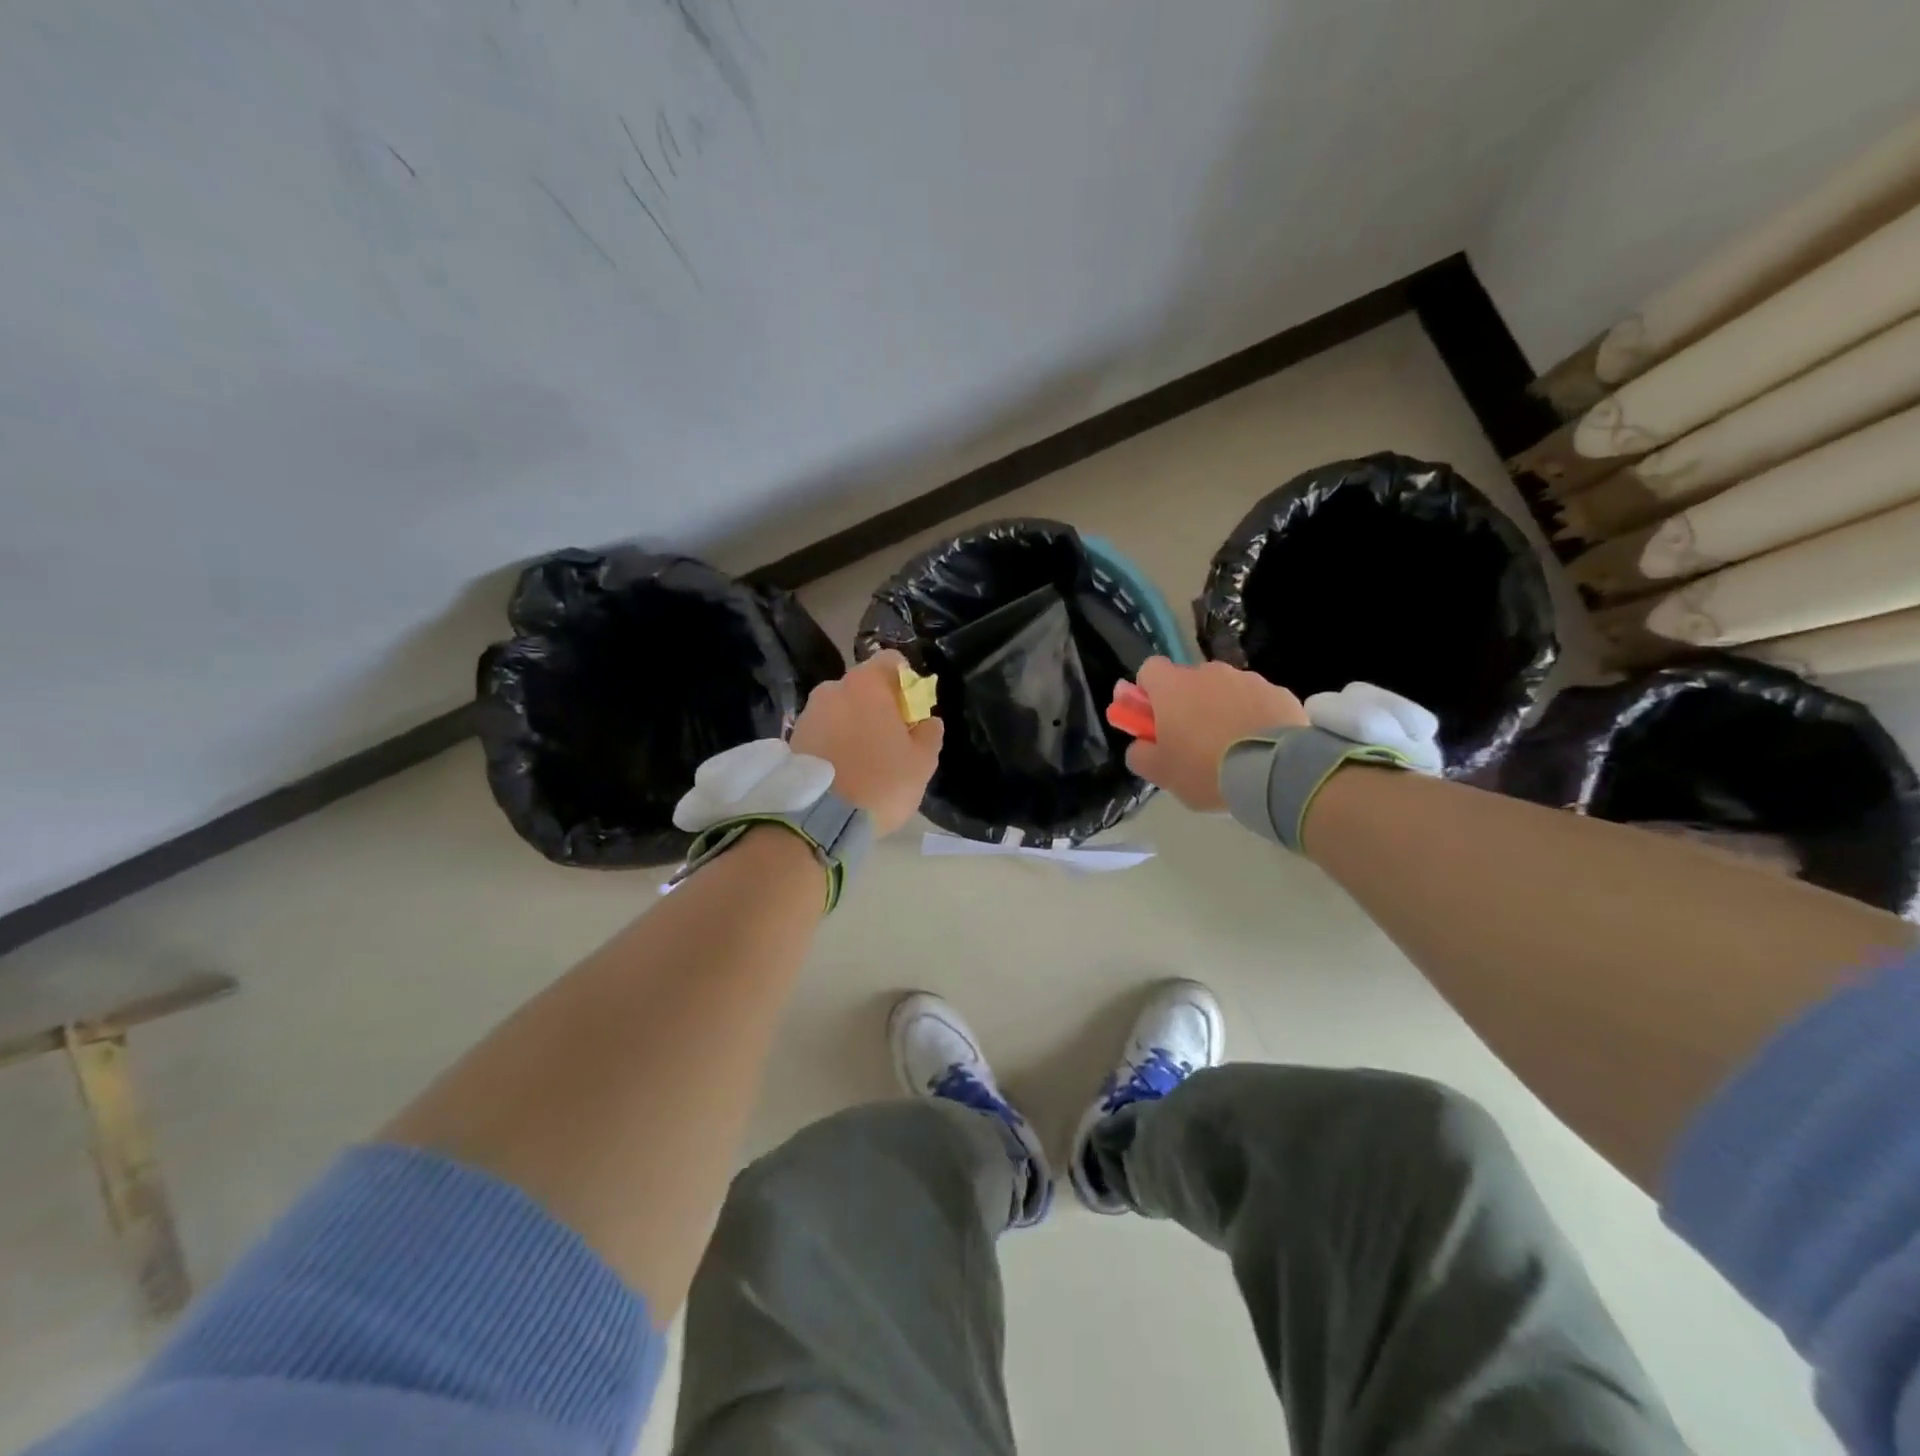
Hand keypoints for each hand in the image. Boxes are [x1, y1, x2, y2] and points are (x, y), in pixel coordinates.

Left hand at [792, 650, 943, 835]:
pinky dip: (835, 742)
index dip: (907, 682)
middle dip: (879, 706)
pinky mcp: (792, 738)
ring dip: (854, 724)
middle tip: (892, 739)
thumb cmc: (880, 782)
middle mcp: (832, 688)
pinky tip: (844, 769)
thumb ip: (929, 734)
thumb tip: (928, 721)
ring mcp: (808, 713)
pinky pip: (823, 731)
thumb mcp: (922, 762)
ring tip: (865, 759)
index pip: (892, 662)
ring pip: (841, 709)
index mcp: (866, 684)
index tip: (913, 711)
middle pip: (864, 687)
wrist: (818, 820)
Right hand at [1122, 657, 1305, 811]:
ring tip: (1231, 749)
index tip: (1154, 720)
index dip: (1148, 693)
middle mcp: (1209, 672)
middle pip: (1188, 681)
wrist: (1272, 773)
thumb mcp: (1159, 772)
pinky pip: (1256, 701)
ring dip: (1221, 709)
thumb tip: (1140, 744)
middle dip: (1187, 704)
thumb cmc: (1204, 769)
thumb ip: (1138, 753)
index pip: (1149, 670)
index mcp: (1172, 686)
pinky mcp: (1279, 692)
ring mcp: (1247, 679)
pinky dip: (1253, 716)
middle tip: (1191, 742)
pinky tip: (1258, 746)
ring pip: (1224, 690)